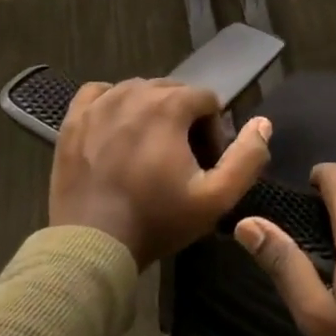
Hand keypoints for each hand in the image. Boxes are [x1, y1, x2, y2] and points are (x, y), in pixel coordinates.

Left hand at [50, 79, 271, 267]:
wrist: (92, 244)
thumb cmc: (158, 220)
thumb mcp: (217, 198)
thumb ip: (247, 158)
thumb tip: (263, 123)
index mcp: (168, 107)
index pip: (206, 99)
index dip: (214, 130)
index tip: (206, 164)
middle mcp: (132, 94)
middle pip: (173, 91)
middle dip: (185, 119)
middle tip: (182, 161)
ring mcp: (98, 105)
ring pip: (138, 91)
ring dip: (152, 112)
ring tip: (151, 151)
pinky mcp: (73, 120)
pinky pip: (99, 94)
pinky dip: (114, 105)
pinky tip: (118, 131)